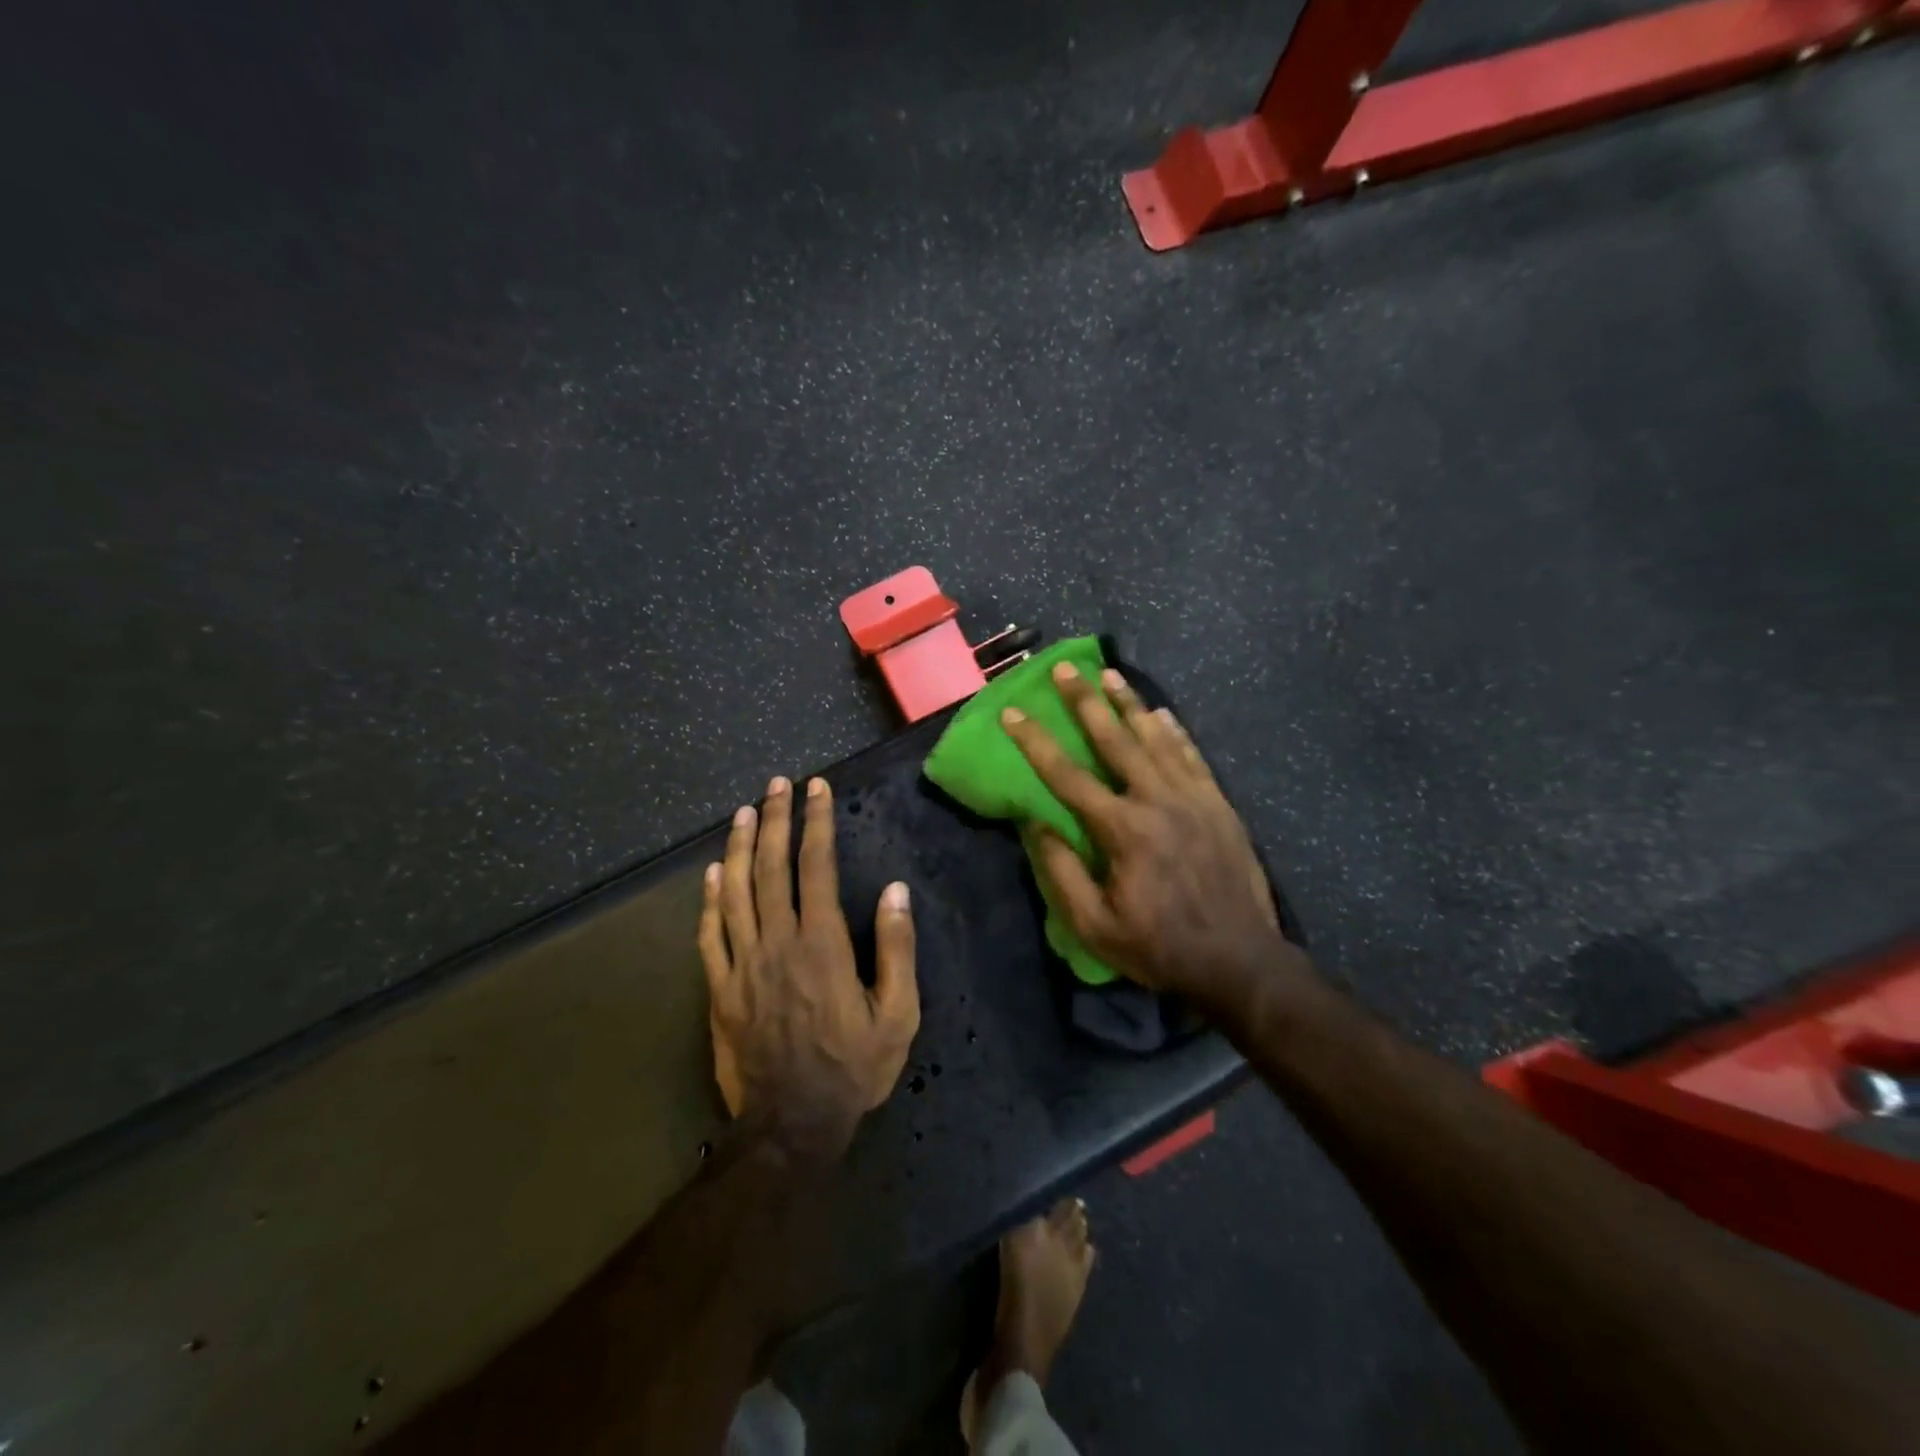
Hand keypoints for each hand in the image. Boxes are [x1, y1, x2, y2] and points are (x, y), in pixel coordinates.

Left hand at [698, 776, 919, 1155]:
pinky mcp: (719, 990)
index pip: (816, 866)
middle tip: (776, 784)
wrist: (792, 1126)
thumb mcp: (897, 1015)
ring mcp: (742, 965)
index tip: (816, 789)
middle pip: (771, 868)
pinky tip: (711, 873)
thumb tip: (895, 890)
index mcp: (821, 944)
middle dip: (775, 819)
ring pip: (735, 892)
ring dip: (739, 846)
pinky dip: (709, 899)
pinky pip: (709, 935)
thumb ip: (896, 948)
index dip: (816, 822)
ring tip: (744, 811)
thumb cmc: (853, 1069)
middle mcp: (777, 942)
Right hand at [1001, 662, 1311, 1017]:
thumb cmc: (1159, 948)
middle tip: (1065, 668)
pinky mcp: (1219, 804)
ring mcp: (1194, 798)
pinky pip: (1192, 756)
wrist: (1240, 962)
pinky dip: (1175, 731)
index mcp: (1122, 830)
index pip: (1067, 775)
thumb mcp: (1095, 926)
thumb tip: (1036, 823)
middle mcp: (1157, 801)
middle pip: (1115, 739)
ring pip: (1156, 738)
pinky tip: (1162, 712)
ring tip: (1110, 674)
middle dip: (1085, 701)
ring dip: (1130, 704)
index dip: (1035, 742)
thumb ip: (1061, 873)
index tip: (1012, 713)